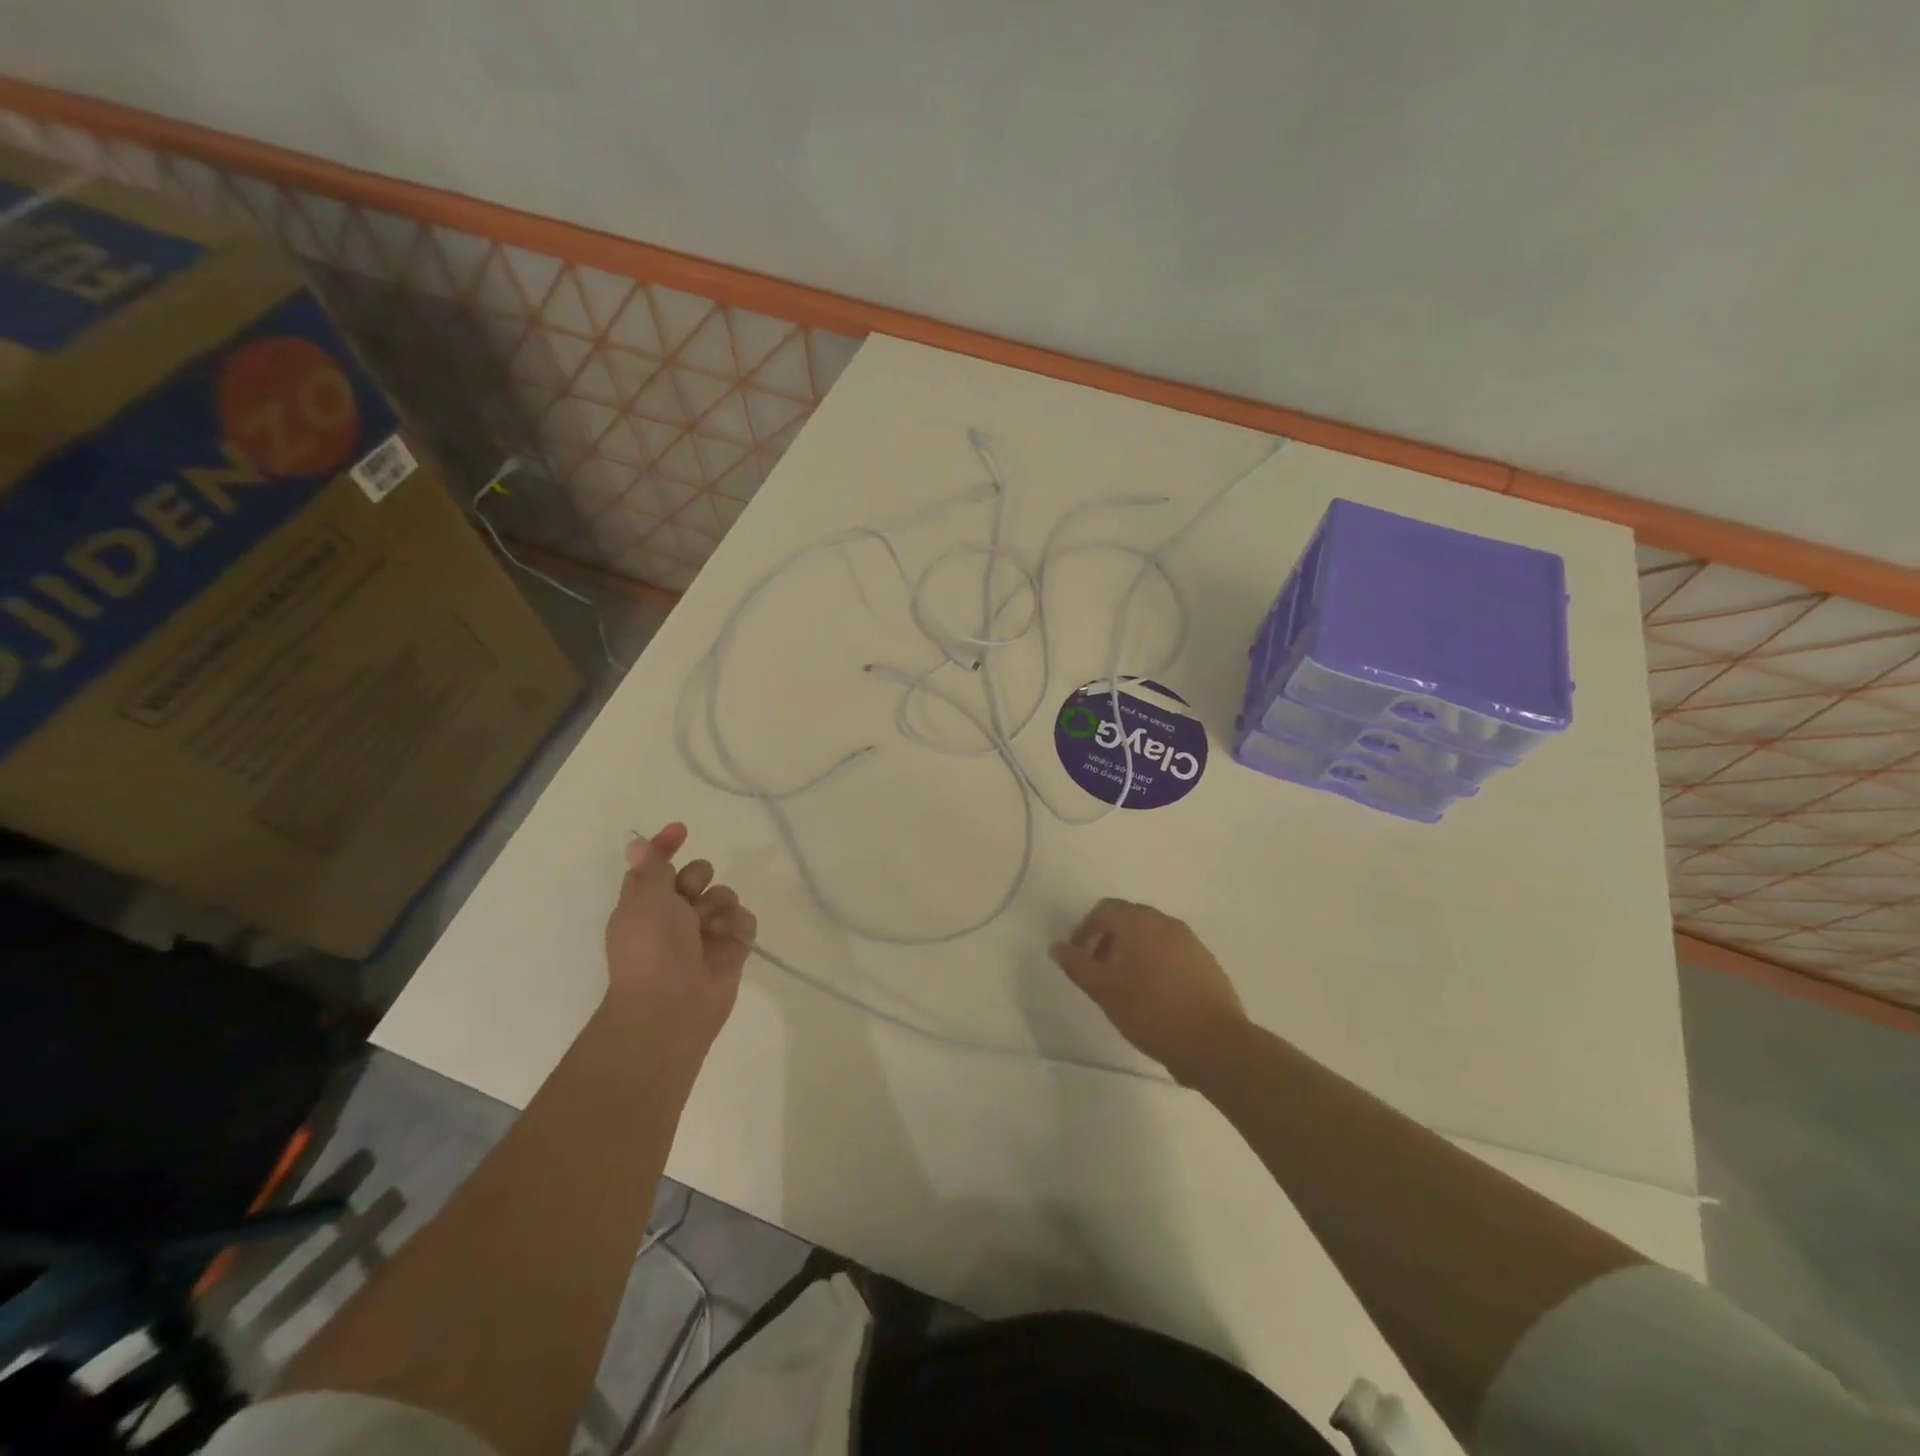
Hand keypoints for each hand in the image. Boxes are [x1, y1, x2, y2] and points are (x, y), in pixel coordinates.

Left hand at [604, 822, 755, 1049]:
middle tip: (690, 894)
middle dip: (699, 877)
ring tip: (709, 927)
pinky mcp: (731, 949)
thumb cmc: (651, 947)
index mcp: (646, 903)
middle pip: (697, 874)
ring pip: (724, 895)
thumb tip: (636, 844)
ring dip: (718, 904)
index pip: (657, 865)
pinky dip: (737, 926)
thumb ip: (651, 867)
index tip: (682, 830)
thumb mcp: (645, 899)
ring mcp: (705, 933)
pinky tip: (729, 940)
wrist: (672, 1005)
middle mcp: (675, 915)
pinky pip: (744, 919)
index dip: (666, 845)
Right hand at [1051, 899, 1246, 1081]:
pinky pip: (1171, 951)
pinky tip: (1153, 994)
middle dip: (1108, 940)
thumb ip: (1077, 965)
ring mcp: (1190, 941)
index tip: (1078, 957)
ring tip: (1124, 985)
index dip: (1085, 930)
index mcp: (1139, 922)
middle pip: (1129, 919)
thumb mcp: (1103, 990)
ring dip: (1132, 951)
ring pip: (1151, 935)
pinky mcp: (1206, 962)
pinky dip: (1155, 962)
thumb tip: (1057, 947)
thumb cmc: (1150, 1011)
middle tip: (1098, 971)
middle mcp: (1166, 922)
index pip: (1104, 910)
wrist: (1213, 1042)